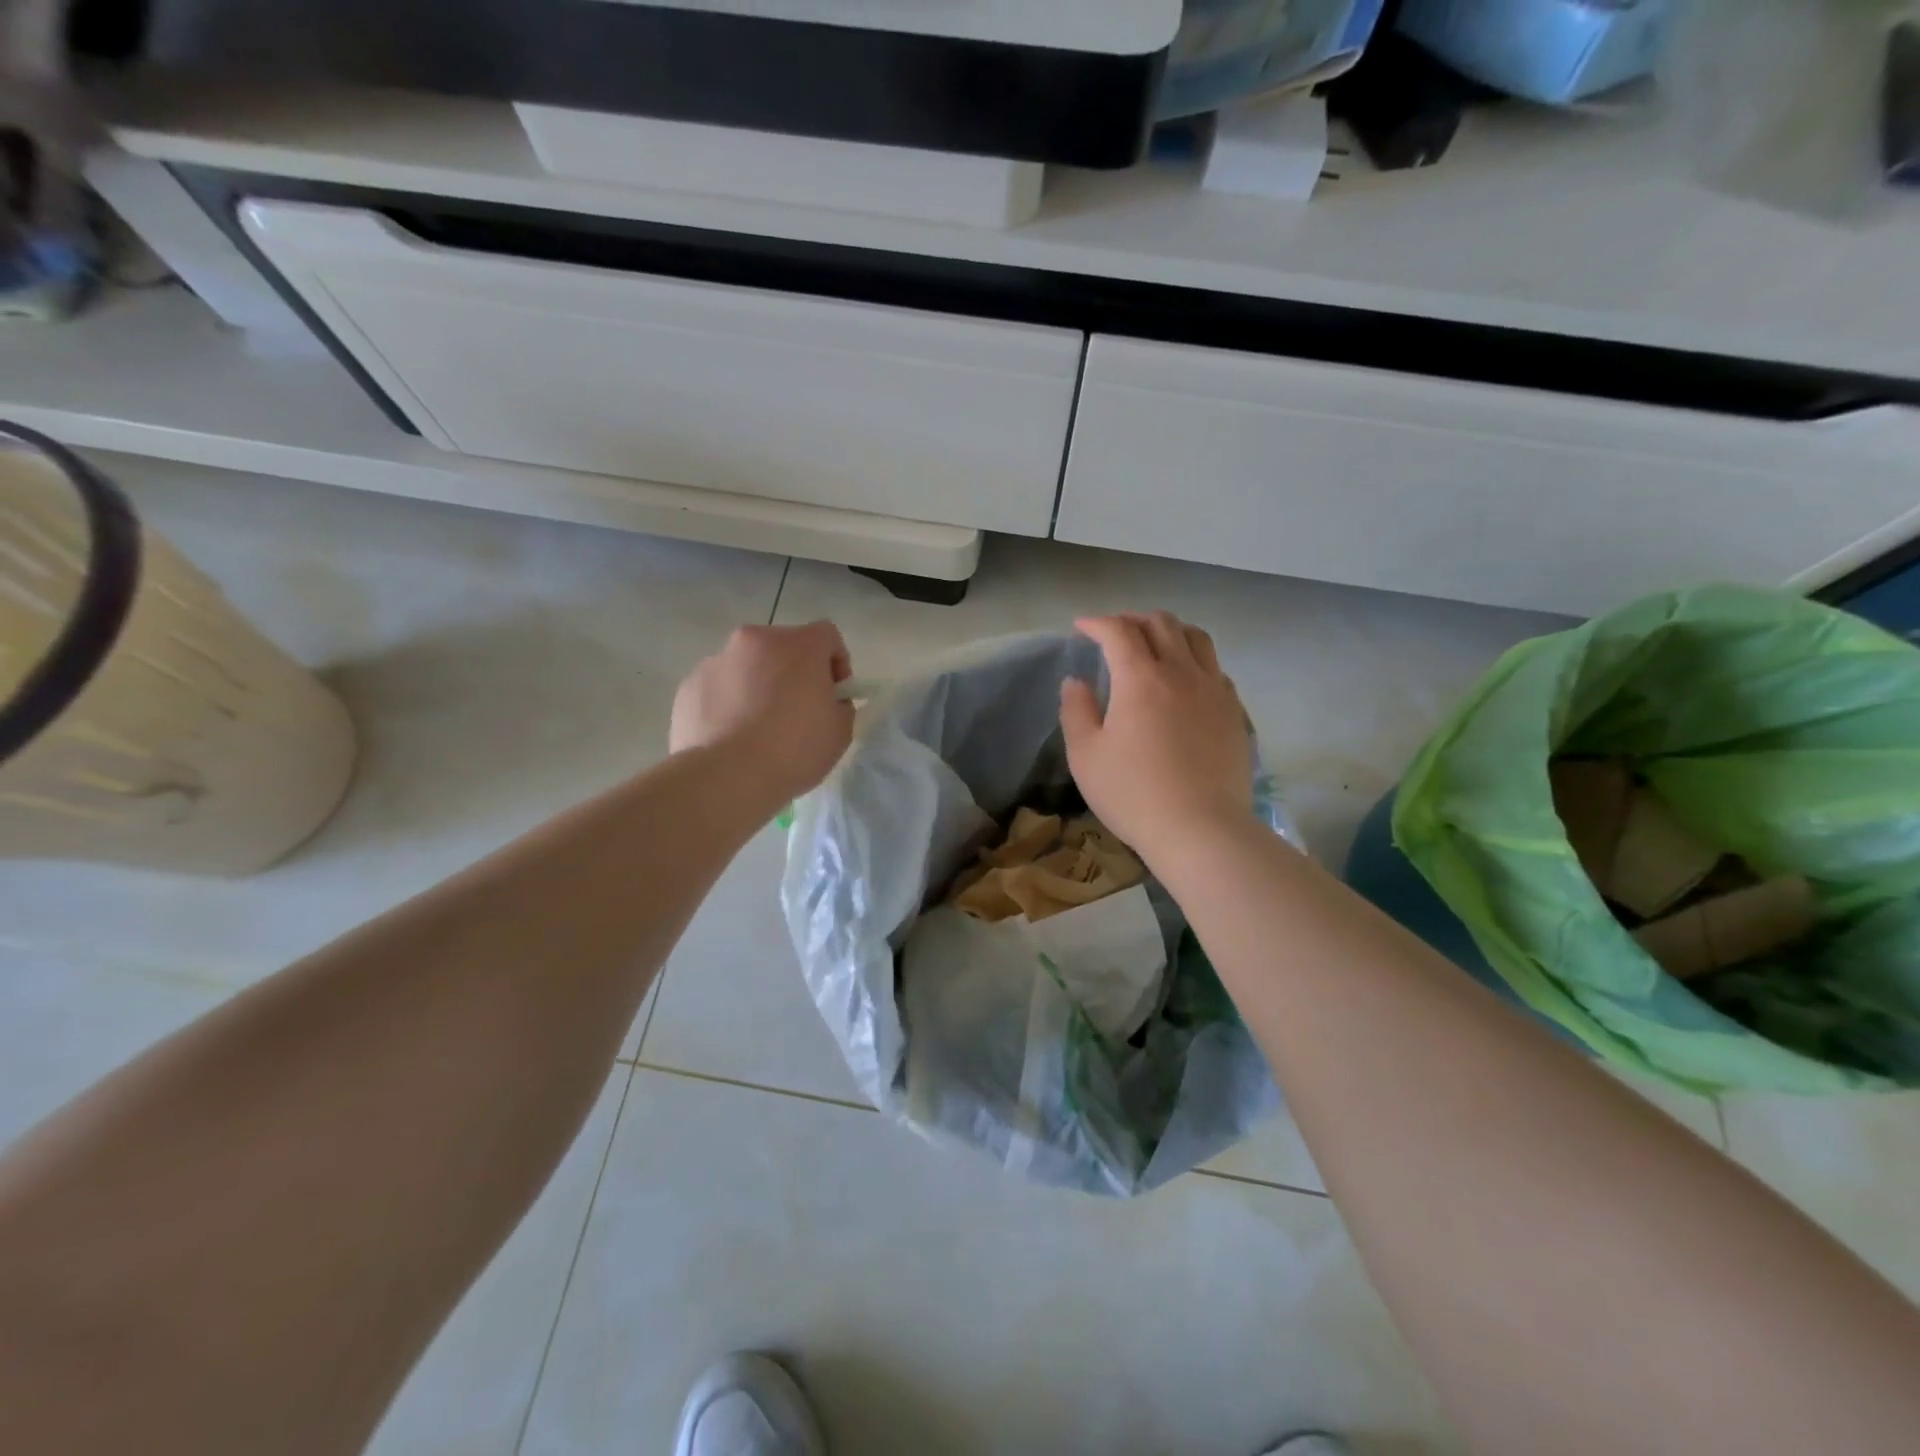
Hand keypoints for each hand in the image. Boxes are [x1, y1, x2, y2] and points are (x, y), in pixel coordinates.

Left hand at [671, 621, 854, 804]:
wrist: (726, 777)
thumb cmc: (794, 749)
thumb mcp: (840, 731)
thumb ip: (840, 705)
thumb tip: (828, 701)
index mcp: (798, 645)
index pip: (826, 635)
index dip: (836, 662)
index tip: (833, 694)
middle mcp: (755, 641)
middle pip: (783, 647)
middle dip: (793, 672)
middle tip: (797, 711)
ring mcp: (716, 661)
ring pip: (747, 666)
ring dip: (758, 685)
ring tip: (758, 729)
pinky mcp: (689, 686)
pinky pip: (719, 688)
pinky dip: (728, 704)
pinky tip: (731, 738)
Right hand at [1060, 612, 1254, 865]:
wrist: (1200, 829)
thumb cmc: (1132, 793)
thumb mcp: (1085, 756)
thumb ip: (1076, 711)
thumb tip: (1076, 682)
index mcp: (1141, 678)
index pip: (1118, 631)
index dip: (1097, 623)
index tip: (1082, 627)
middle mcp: (1181, 672)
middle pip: (1162, 623)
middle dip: (1134, 619)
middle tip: (1115, 631)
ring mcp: (1214, 690)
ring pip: (1196, 638)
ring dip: (1170, 630)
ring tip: (1155, 643)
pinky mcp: (1233, 711)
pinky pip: (1215, 668)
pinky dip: (1195, 659)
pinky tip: (1186, 679)